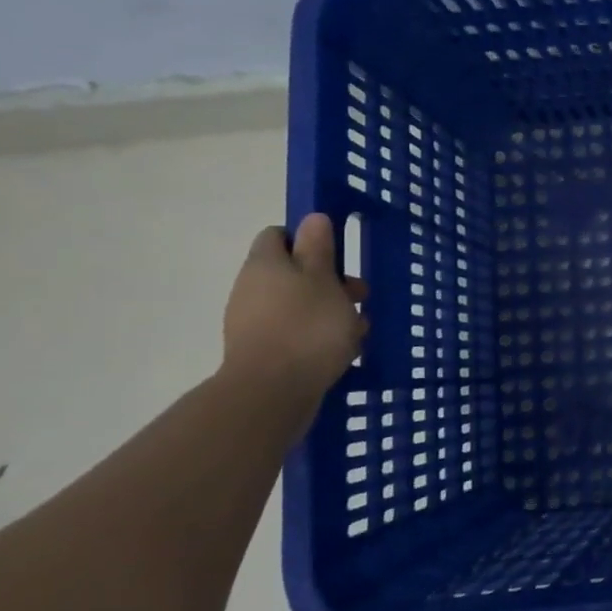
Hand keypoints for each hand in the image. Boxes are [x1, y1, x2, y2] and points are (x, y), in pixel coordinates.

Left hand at [219, 214, 367, 399]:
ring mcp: (253, 323)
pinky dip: (318, 338)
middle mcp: (252, 288)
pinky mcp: (262, 352)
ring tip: (358, 330)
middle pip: (294, 273)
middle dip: (330, 282)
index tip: (336, 256)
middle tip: (359, 297)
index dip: (308, 240)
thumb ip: (318, 247)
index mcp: (265, 264)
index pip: (279, 235)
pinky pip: (295, 334)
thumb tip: (312, 218)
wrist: (272, 393)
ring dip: (330, 312)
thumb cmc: (307, 326)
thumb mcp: (324, 279)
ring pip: (299, 305)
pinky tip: (343, 352)